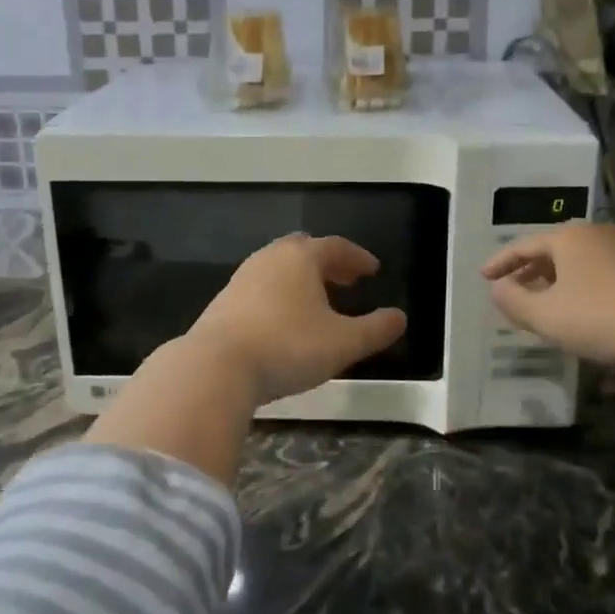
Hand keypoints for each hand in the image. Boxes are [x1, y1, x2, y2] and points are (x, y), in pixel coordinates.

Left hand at [188, 235, 407, 407]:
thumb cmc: (287, 347)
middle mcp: (270, 258)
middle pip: (304, 250)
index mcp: (301, 257)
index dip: (358, 257)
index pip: (336, 246)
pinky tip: (285, 321)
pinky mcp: (224, 302)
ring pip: (280, 268)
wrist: (215, 367)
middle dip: (329, 263)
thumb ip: (376, 329)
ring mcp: (242, 278)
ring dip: (302, 279)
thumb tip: (399, 318)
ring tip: (318, 301)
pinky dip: (281, 294)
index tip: (372, 270)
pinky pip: (261, 287)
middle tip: (347, 280)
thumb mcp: (343, 343)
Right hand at [482, 221, 614, 373]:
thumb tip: (497, 288)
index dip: (500, 262)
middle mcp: (597, 234)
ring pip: (579, 261)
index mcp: (569, 237)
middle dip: (529, 269)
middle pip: (553, 249)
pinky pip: (601, 272)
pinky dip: (581, 285)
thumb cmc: (603, 318)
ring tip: (543, 300)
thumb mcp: (547, 316)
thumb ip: (514, 301)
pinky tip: (581, 307)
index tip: (483, 276)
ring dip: (556, 279)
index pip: (524, 245)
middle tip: (511, 287)